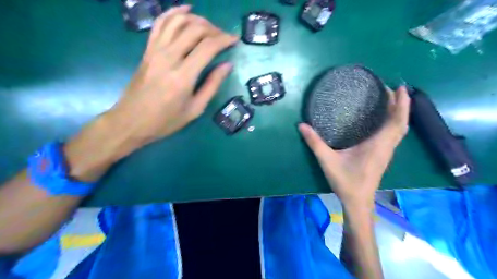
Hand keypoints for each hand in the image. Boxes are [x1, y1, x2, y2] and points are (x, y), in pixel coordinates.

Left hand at [106, 5, 235, 145]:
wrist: (131, 121)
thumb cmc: (166, 120)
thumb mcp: (195, 109)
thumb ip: (212, 85)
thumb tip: (227, 65)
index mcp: (183, 76)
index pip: (208, 47)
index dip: (224, 40)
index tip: (235, 40)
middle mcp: (169, 58)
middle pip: (195, 29)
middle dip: (214, 29)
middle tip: (224, 37)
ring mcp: (155, 51)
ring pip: (178, 21)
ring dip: (197, 19)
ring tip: (209, 27)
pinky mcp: (147, 50)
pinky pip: (160, 23)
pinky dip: (174, 12)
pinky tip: (186, 10)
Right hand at [301, 86, 409, 207]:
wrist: (357, 202)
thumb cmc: (346, 182)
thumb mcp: (327, 161)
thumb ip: (315, 143)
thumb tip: (302, 125)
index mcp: (377, 146)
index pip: (396, 122)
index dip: (401, 104)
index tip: (400, 88)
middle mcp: (386, 147)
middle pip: (401, 123)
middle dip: (401, 105)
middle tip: (392, 89)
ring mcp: (386, 152)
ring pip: (399, 130)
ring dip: (399, 113)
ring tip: (390, 99)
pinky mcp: (383, 155)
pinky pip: (394, 135)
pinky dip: (394, 123)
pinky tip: (383, 119)